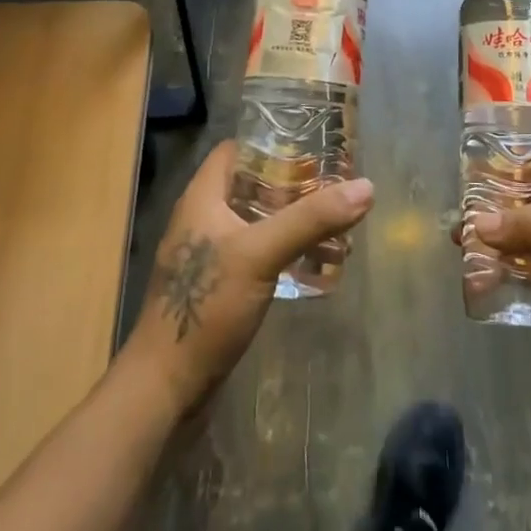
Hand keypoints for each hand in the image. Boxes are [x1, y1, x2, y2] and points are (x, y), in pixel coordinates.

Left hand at [122, 141, 374, 416]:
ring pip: (256, 222)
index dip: (271, 142)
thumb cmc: (206, 307)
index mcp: (202, 198)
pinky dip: (283, 251)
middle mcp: (203, 218)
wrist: (165, 388)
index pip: (236, 150)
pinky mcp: (218, 288)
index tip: (313, 145)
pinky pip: (256, 254)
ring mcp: (209, 255)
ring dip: (292, 220)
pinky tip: (313, 263)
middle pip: (251, 185)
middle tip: (335, 184)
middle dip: (292, 183)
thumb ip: (311, 220)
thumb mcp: (261, 254)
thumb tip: (366, 186)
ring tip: (335, 222)